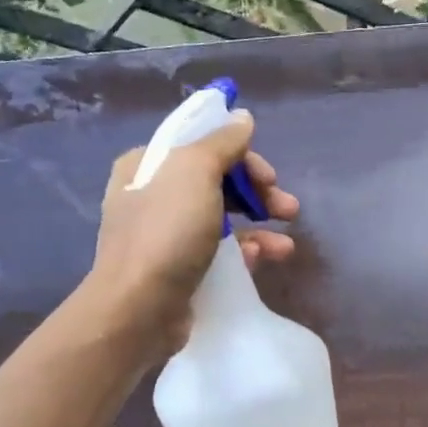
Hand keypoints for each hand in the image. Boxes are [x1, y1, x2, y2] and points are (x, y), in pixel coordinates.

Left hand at [84, 109, 298, 351]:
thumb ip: (222, 142)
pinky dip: (246, 252)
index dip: (241, 157)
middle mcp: (153, 197)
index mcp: (148, 165)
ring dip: (260, 226)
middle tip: (287, 208)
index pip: (202, 146)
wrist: (140, 309)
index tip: (270, 176)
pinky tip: (266, 259)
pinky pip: (220, 253)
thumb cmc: (166, 232)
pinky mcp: (180, 270)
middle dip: (257, 193)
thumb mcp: (195, 172)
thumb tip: (243, 117)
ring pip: (223, 220)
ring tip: (287, 245)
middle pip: (217, 183)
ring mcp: (166, 236)